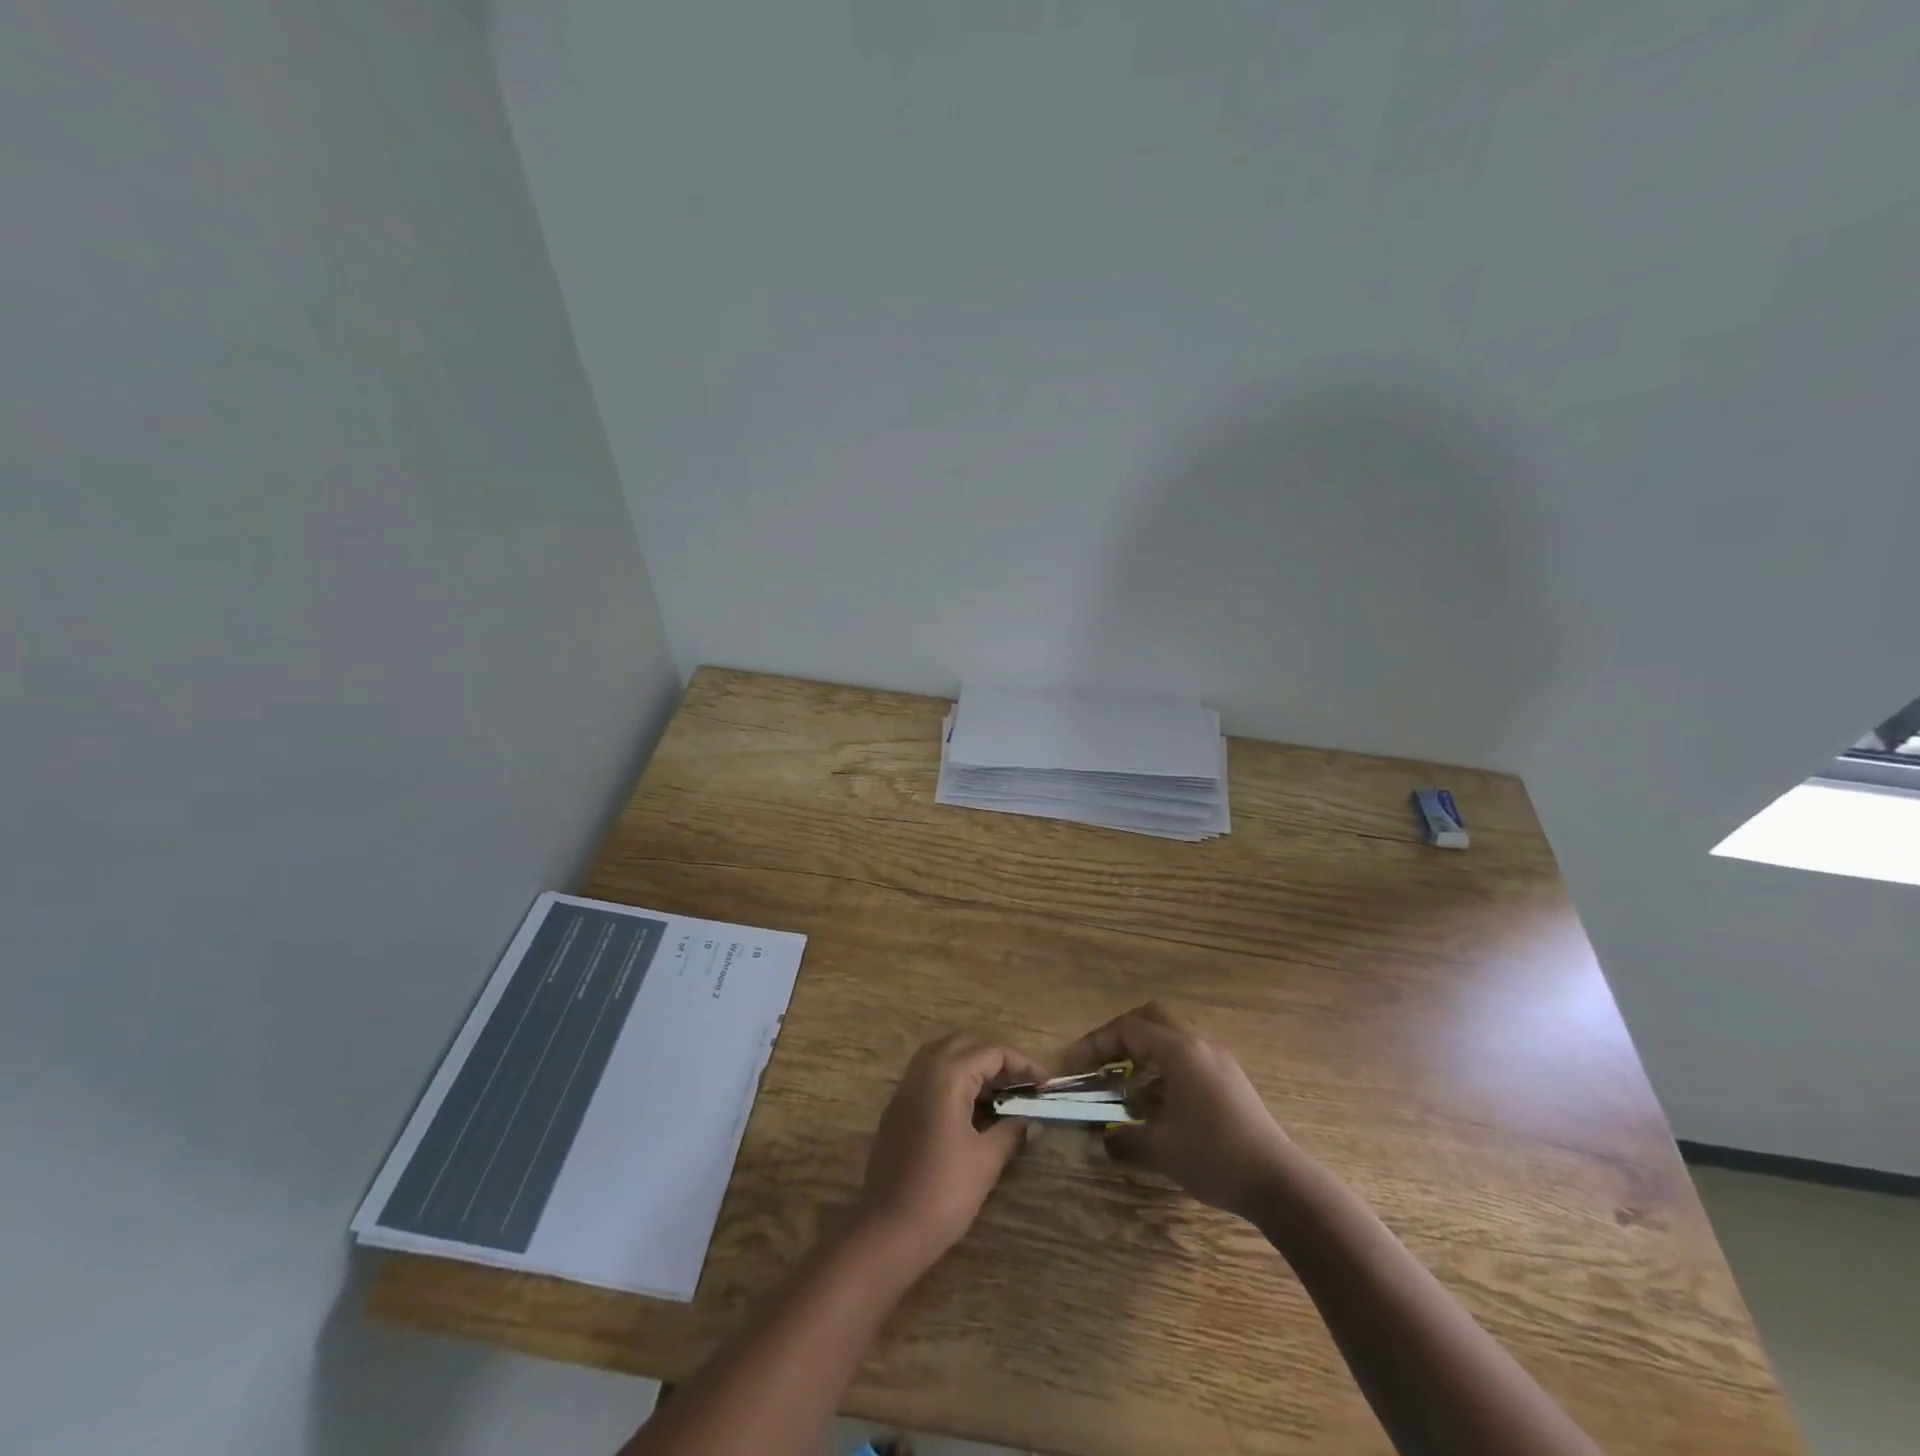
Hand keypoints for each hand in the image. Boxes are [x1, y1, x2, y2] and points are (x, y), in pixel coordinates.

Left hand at [856, 1033, 1046, 1266]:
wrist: (889, 1229)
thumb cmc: (943, 1192)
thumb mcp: (986, 1160)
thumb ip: (1011, 1131)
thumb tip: (1030, 1119)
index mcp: (946, 1075)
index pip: (991, 1051)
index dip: (1023, 1064)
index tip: (1045, 1084)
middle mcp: (923, 1070)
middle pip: (966, 1043)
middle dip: (998, 1057)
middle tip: (1023, 1082)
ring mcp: (906, 1087)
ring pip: (944, 1054)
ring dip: (974, 1063)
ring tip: (1001, 1089)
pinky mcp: (897, 1106)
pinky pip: (929, 1073)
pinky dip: (954, 1076)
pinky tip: (971, 1104)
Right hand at [1065, 1002, 1290, 1218]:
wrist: (1279, 1183)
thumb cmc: (1214, 1157)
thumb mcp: (1161, 1150)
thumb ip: (1125, 1138)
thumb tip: (1105, 1138)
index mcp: (1179, 1052)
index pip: (1128, 1030)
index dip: (1096, 1044)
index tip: (1075, 1066)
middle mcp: (1198, 1045)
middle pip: (1152, 1018)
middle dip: (1121, 1035)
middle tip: (1102, 1060)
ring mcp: (1218, 1061)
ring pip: (1172, 1038)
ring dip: (1145, 1053)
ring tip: (1127, 1087)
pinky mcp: (1230, 1081)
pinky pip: (1188, 1059)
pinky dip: (1165, 1070)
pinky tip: (1158, 1104)